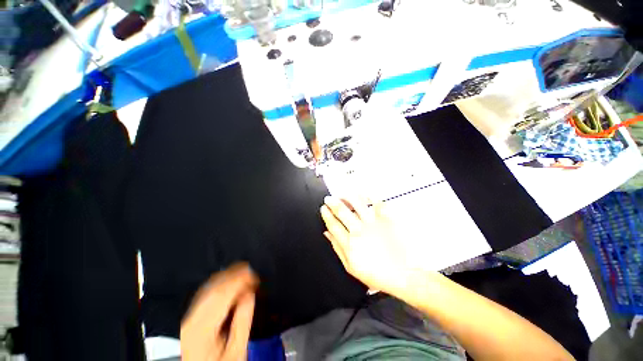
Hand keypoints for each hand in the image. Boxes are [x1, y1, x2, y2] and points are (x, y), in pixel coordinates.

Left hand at [181, 264, 257, 360]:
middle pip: (214, 286)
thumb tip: (250, 294)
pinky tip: (232, 282)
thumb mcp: (236, 351)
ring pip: (209, 286)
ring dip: (229, 276)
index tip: (255, 276)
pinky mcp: (191, 315)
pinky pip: (206, 291)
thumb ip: (243, 322)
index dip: (240, 279)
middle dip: (236, 274)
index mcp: (202, 328)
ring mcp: (189, 316)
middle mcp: (191, 319)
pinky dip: (221, 282)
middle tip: (252, 273)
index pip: (221, 293)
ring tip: (245, 275)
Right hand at [320, 196, 418, 297]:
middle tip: (329, 198)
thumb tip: (327, 234)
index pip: (333, 224)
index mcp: (349, 243)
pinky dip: (371, 198)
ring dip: (348, 197)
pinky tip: (366, 196)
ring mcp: (373, 224)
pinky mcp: (385, 221)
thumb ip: (337, 248)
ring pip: (357, 204)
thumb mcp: (350, 266)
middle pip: (342, 211)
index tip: (323, 208)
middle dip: (332, 202)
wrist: (402, 275)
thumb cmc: (376, 273)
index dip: (326, 214)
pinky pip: (378, 205)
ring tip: (344, 195)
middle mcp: (359, 231)